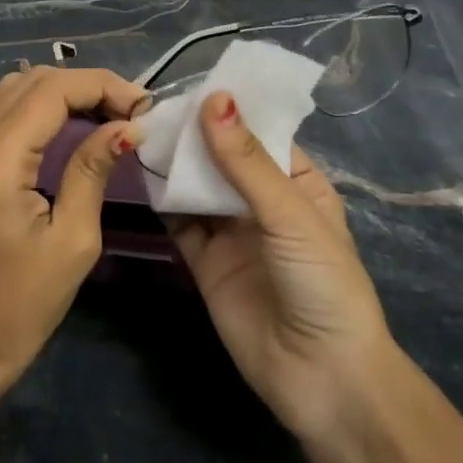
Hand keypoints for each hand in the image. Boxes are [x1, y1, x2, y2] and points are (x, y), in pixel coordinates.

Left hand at [0, 67, 145, 384]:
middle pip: (33, 81)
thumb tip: (127, 126)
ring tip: (106, 115)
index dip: (101, 87)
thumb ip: (93, 170)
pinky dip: (39, 106)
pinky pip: (2, 110)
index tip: (144, 107)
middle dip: (87, 86)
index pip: (52, 91)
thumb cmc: (21, 304)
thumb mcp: (73, 240)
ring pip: (15, 89)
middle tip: (130, 112)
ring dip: (63, 92)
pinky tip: (68, 127)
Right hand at [167, 91, 400, 452]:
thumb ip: (246, 160)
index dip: (228, 109)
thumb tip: (214, 98)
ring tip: (139, 130)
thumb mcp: (289, 214)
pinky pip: (180, 223)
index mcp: (297, 183)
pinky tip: (140, 174)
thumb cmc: (323, 283)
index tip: (189, 82)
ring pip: (198, 186)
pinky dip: (162, 200)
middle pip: (223, 157)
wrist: (323, 379)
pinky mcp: (206, 262)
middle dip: (194, 134)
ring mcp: (232, 232)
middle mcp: (263, 203)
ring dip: (175, 163)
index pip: (259, 133)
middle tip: (151, 105)